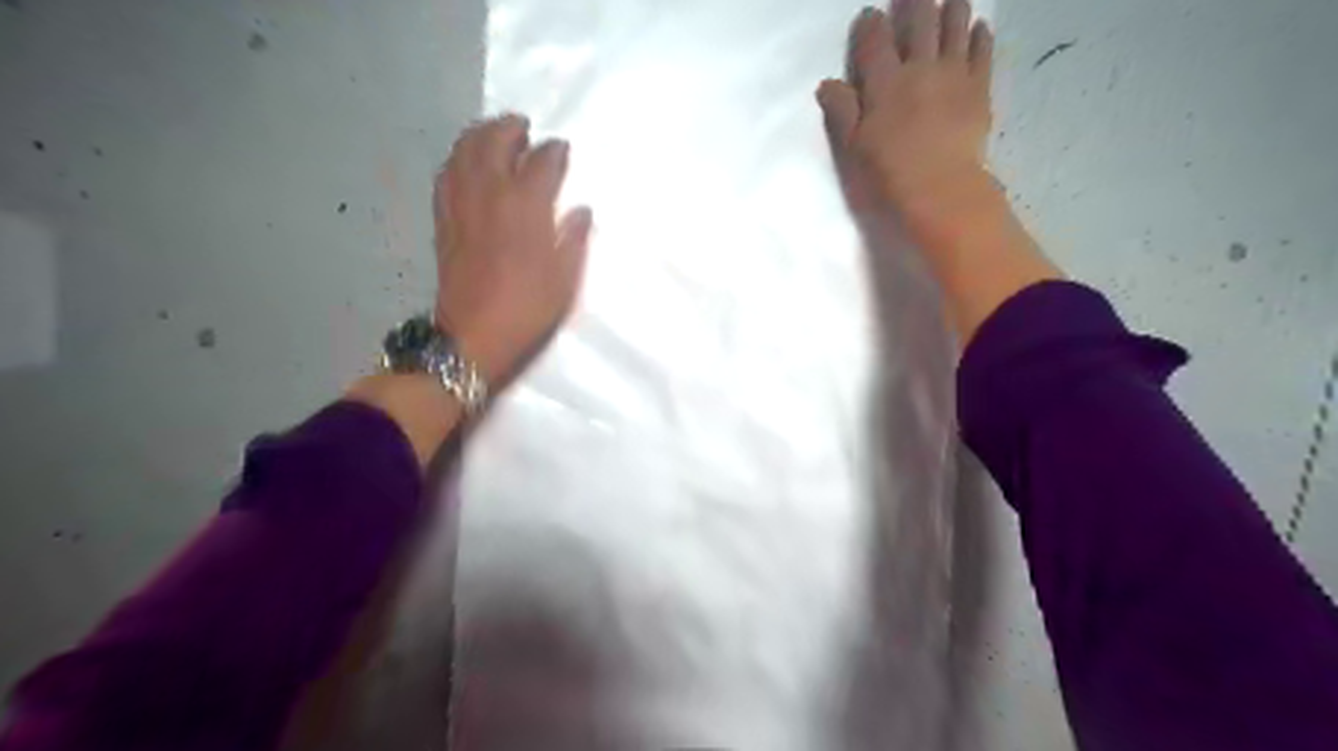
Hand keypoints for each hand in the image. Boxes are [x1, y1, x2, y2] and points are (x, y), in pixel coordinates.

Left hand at [438, 118, 593, 386]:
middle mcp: (490, 194)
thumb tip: (581, 210)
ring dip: (479, 134)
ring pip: (464, 151)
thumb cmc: (528, 309)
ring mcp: (461, 204)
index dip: (553, 151)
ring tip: (493, 133)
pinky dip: (458, 159)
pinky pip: (446, 175)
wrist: (474, 336)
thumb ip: (574, 239)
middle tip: (523, 127)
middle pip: (494, 142)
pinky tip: (466, 163)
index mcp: (526, 207)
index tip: (561, 148)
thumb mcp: (565, 279)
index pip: (541, 162)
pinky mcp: (444, 219)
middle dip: (510, 128)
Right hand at [817, 1, 991, 219]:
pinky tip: (980, 27)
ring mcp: (954, 73)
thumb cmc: (889, 174)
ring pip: (955, 25)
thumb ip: (841, 111)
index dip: (871, 23)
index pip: (875, 40)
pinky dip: (981, 34)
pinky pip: (983, 50)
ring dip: (952, 7)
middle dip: (915, 2)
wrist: (940, 189)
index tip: (870, 15)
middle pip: (919, 21)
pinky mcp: (980, 87)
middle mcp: (920, 67)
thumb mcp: (853, 147)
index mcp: (884, 83)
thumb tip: (826, 83)